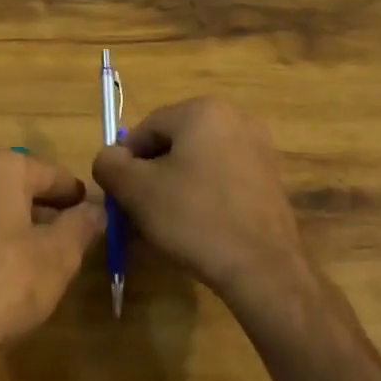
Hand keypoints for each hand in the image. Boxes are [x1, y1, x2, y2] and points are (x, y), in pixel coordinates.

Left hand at [0, 148, 105, 380]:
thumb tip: (97, 209)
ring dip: (15, 228)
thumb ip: (81, 226)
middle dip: (45, 211)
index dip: (78, 198)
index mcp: (1, 166)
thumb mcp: (58, 256)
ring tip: (38, 263)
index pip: (53, 175)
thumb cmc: (2, 283)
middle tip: (69, 242)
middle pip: (19, 188)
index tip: (94, 219)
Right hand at [93, 98, 309, 311]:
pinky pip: (224, 179)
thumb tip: (109, 158)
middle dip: (152, 176)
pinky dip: (205, 196)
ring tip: (166, 226)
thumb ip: (110, 165)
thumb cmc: (195, 219)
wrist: (264, 270)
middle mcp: (235, 118)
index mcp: (202, 110)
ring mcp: (259, 148)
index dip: (126, 163)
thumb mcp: (137, 191)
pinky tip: (198, 229)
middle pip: (174, 144)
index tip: (122, 197)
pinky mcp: (271, 179)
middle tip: (140, 213)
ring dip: (177, 188)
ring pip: (199, 163)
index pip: (146, 129)